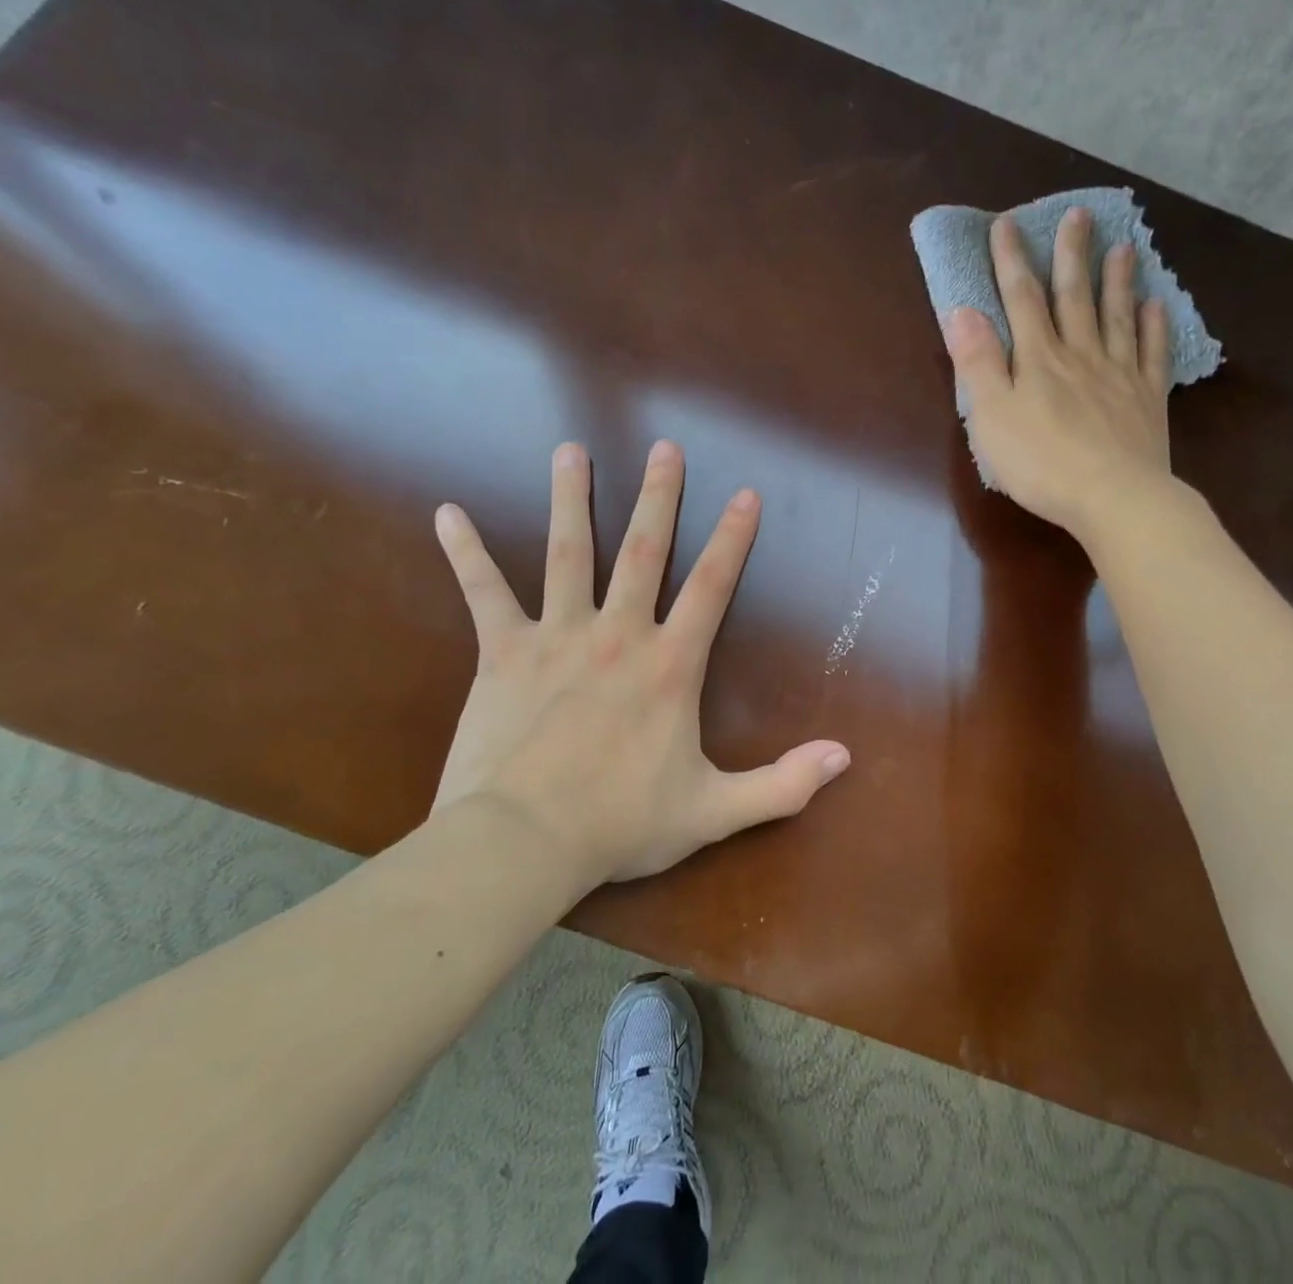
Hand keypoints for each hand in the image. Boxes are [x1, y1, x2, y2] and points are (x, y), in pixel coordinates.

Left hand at [430, 439, 850, 894]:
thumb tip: (844, 756)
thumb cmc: (620, 824)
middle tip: (665, 448)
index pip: (711, 587)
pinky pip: (484, 593)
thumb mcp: (715, 810)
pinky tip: (447, 513)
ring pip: (568, 554)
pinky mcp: (503, 653)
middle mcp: (618, 635)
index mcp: (670, 666)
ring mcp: (557, 637)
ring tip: (572, 451)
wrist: (522, 843)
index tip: (745, 494)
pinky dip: (467, 552)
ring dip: (572, 500)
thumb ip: (783, 784)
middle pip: (643, 552)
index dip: (732, 540)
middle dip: (658, 498)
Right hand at [944, 207, 1179, 537]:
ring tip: (1124, 247)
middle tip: (1079, 215)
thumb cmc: (1041, 463)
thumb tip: (962, 311)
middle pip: (1074, 297)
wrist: (1112, 498)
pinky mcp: (1148, 400)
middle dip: (1071, 255)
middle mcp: (1080, 355)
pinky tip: (1157, 306)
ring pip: (1118, 316)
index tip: (1007, 223)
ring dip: (1118, 280)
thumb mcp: (991, 416)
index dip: (1011, 260)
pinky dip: (1155, 327)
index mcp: (1038, 359)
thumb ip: (978, 363)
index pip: (1021, 299)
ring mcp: (1119, 375)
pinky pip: (1152, 354)